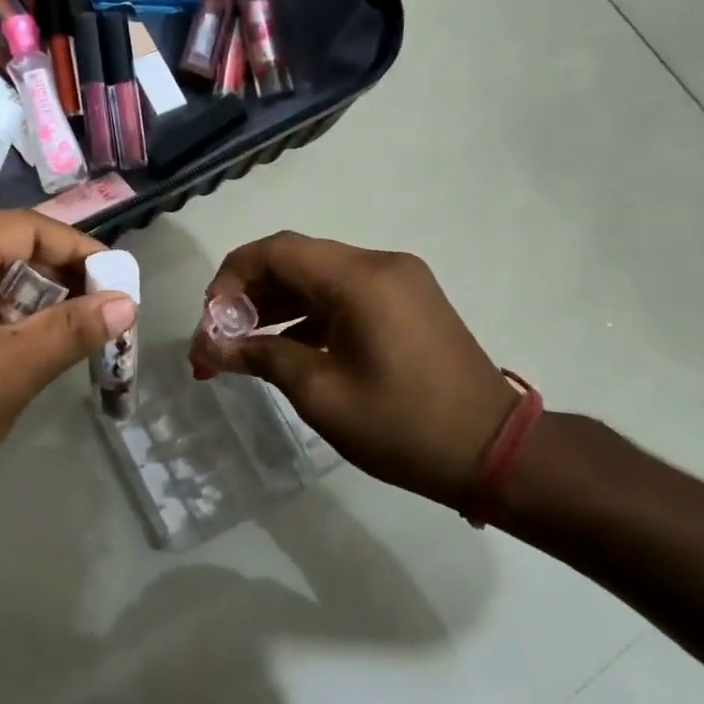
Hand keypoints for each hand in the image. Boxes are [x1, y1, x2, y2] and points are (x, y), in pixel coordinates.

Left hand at [0, 211, 136, 509]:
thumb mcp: (11, 368)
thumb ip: (71, 330)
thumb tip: (125, 302)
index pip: (30, 227)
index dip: (80, 251)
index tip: (118, 285)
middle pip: (7, 250)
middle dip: (58, 282)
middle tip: (97, 320)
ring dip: (29, 307)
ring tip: (60, 344)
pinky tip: (13, 360)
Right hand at [192, 233, 517, 508]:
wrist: (495, 452)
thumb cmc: (402, 425)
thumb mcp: (320, 392)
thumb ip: (260, 356)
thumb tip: (208, 346)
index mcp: (359, 278)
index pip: (276, 251)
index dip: (231, 277)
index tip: (210, 320)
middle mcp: (379, 265)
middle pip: (295, 260)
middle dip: (249, 295)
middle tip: (218, 338)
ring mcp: (397, 282)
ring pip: (317, 278)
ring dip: (276, 306)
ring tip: (241, 346)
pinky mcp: (406, 303)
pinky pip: (343, 295)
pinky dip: (308, 315)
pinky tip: (284, 348)